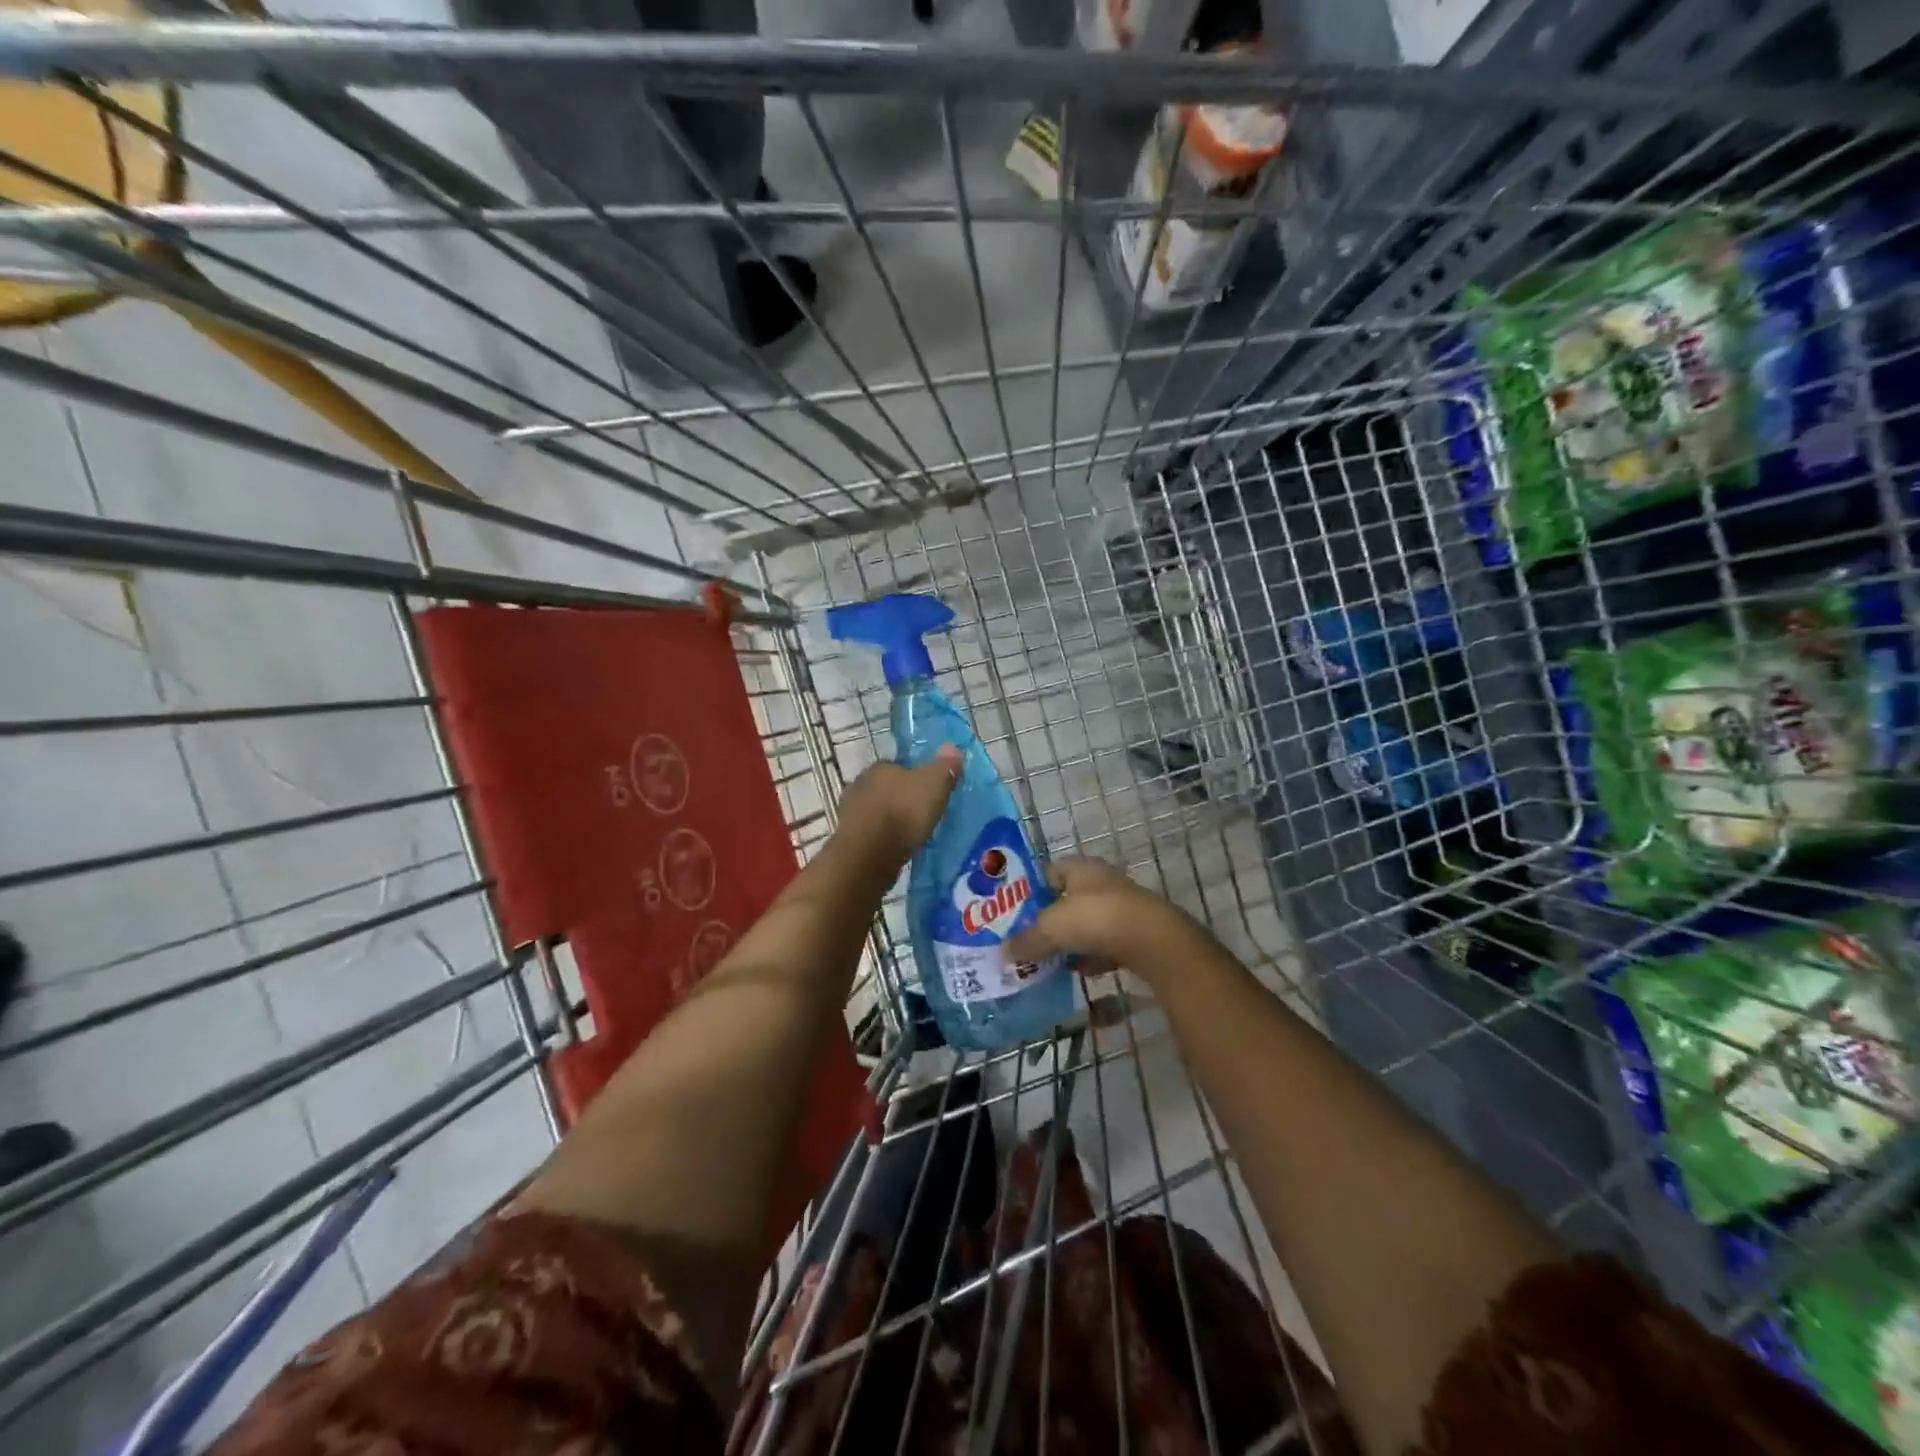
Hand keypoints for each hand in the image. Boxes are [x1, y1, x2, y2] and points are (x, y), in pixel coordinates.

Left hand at [833, 746, 963, 870]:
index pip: (898, 766)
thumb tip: (952, 747)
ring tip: (910, 834)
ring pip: (876, 811)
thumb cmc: (903, 813)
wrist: (869, 856)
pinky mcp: (848, 838)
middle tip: (921, 813)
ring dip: (889, 820)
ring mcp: (849, 813)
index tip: (928, 791)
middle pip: (885, 788)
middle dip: (900, 799)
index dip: (914, 777)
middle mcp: (860, 785)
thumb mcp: (933, 785)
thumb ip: (944, 767)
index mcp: (879, 767)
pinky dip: (881, 838)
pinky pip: (870, 833)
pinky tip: (895, 848)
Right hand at [1003, 856, 1201, 980]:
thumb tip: (1002, 953)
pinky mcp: (1137, 934)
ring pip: (1089, 923)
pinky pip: (1107, 945)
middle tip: (1028, 939)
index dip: (1031, 889)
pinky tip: (1080, 973)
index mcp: (1081, 868)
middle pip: (1069, 899)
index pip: (1050, 871)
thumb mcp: (1051, 929)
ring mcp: (1123, 908)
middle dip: (1050, 919)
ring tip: (1049, 959)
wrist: (1154, 942)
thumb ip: (1026, 940)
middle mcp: (1103, 882)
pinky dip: (1093, 957)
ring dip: (1072, 940)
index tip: (1014, 912)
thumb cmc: (1096, 919)